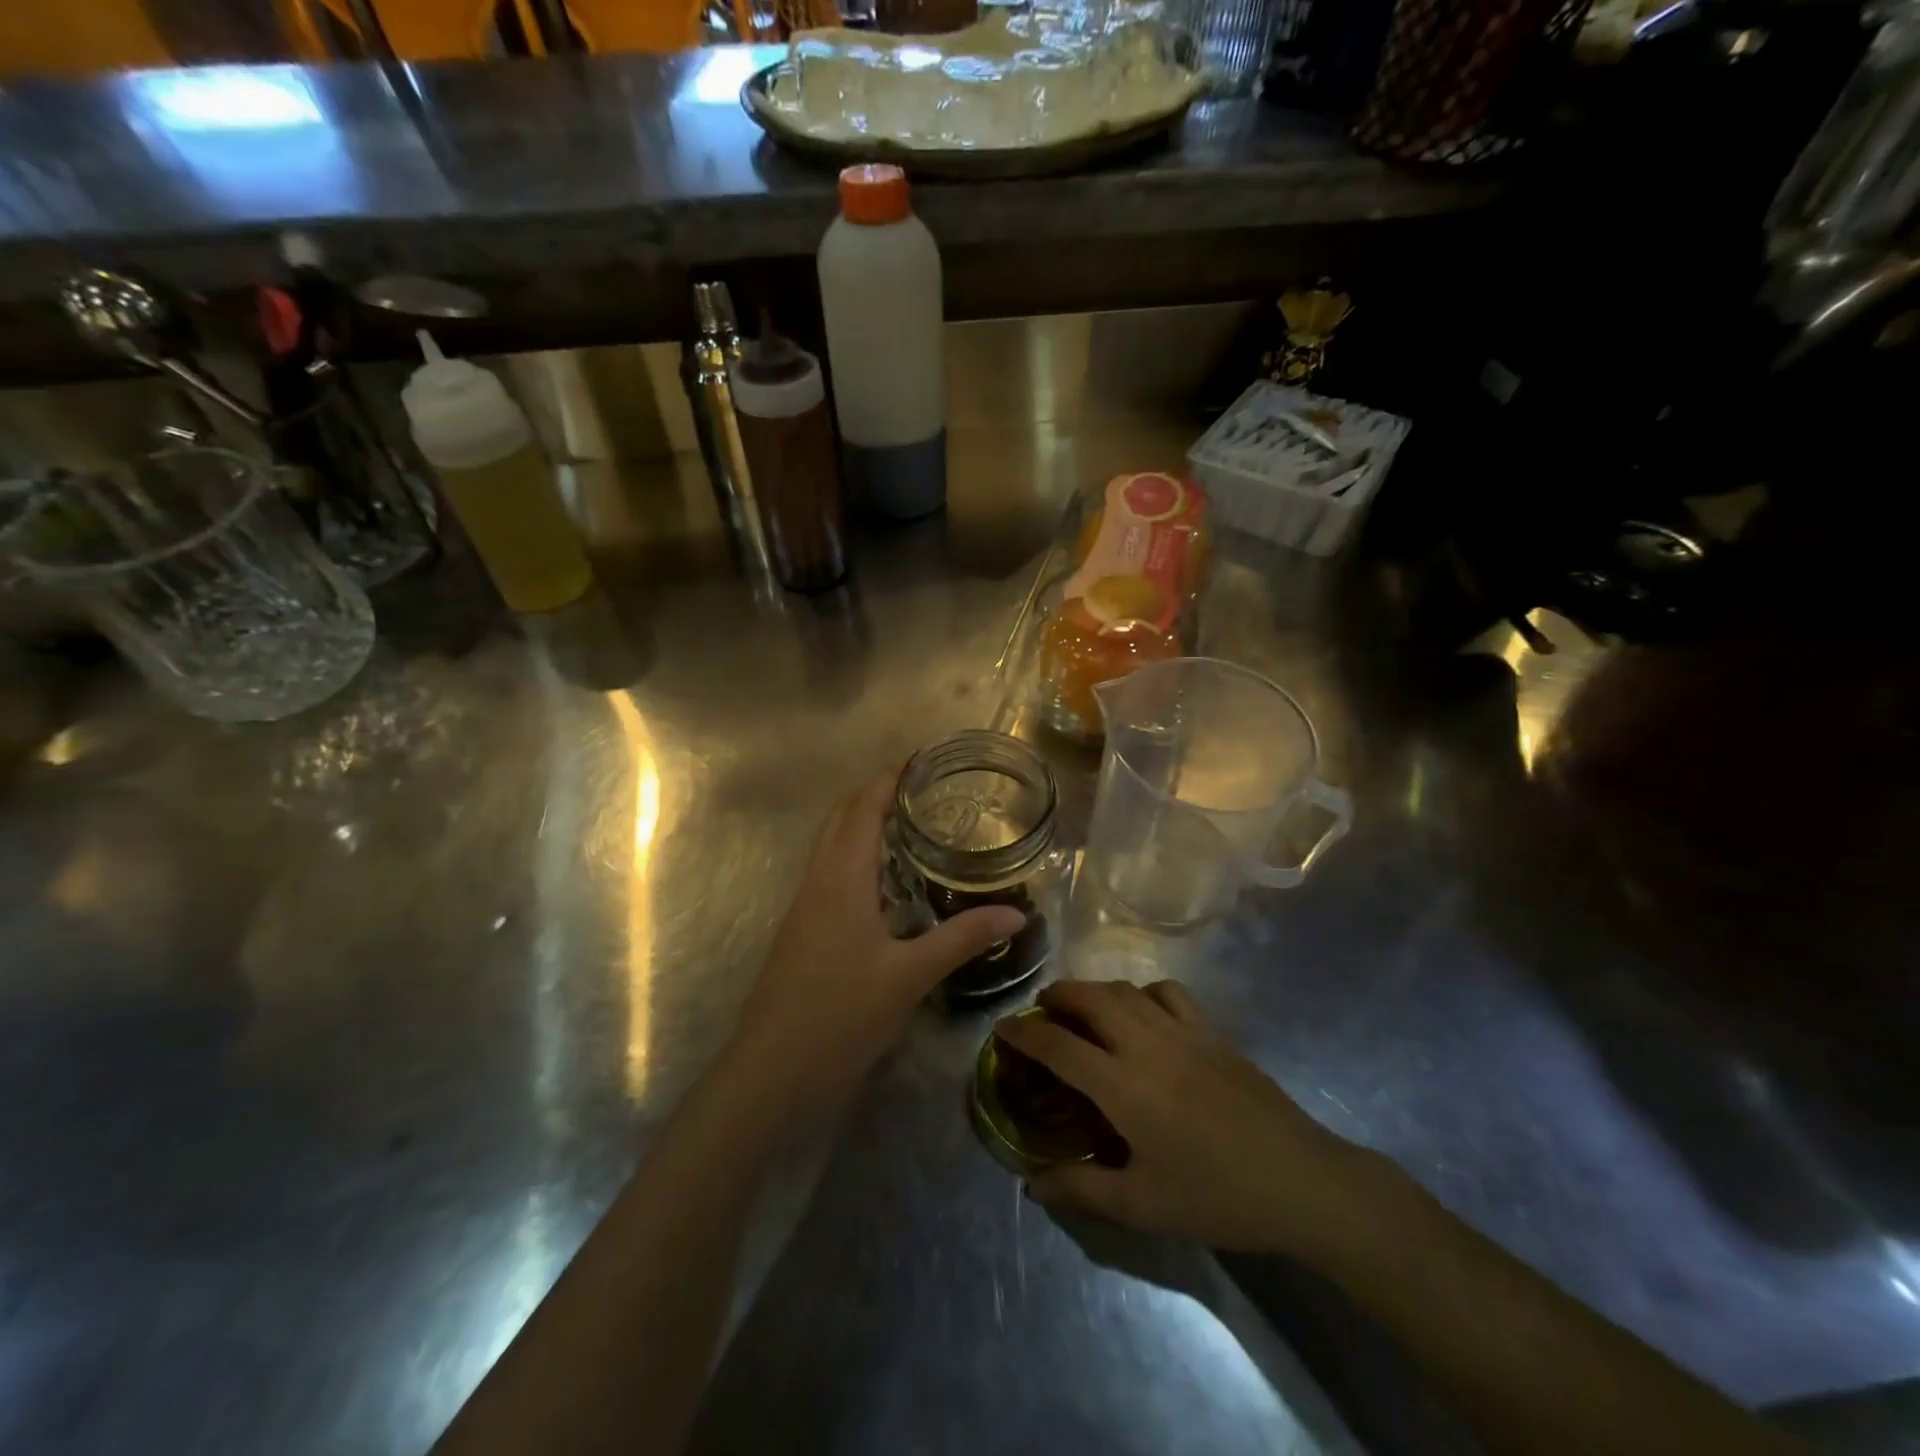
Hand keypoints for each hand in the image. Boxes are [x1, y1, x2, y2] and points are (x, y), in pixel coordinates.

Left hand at [726, 775, 1025, 1113]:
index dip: (888, 780)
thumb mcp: (910, 976)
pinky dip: (852, 861)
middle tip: (922, 794)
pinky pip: (826, 876)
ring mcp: (802, 908)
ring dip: (860, 828)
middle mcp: (817, 882)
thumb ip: (962, 939)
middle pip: (840, 820)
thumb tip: (1017, 914)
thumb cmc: (840, 1013)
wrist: (770, 1072)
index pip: (863, 809)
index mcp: (841, 878)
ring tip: (907, 830)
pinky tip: (881, 889)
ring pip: (829, 848)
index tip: (920, 762)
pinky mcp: (798, 934)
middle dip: (874, 797)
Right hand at [993, 979, 1373, 1255]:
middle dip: (1056, 996)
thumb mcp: (1142, 1206)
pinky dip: (1143, 992)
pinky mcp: (1212, 1031)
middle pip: (1089, 997)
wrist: (1299, 1181)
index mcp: (1122, 1085)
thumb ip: (1082, 1189)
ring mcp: (1183, 1031)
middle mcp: (1146, 1044)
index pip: (1058, 1046)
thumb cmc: (1215, 1196)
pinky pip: (1168, 992)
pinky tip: (1143, 1011)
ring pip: (1125, 989)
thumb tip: (1033, 1182)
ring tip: (1083, 1007)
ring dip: (1094, 989)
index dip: (1023, 1034)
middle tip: (1041, 1011)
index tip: (1001, 1029)